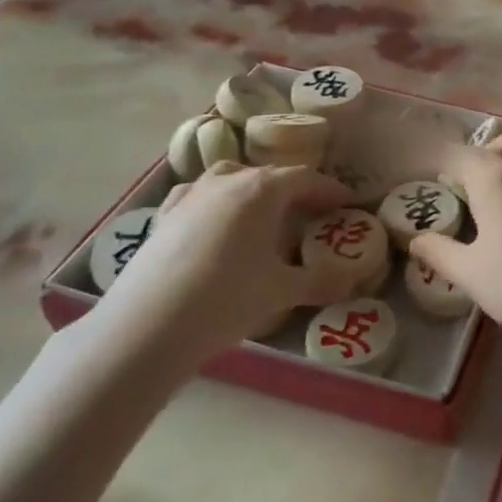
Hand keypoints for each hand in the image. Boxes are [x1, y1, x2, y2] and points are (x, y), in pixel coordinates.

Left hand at [92, 165, 357, 374]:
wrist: (147, 326)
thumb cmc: (226, 299)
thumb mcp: (282, 291)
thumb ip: (322, 281)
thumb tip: (354, 279)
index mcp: (262, 189)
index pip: (306, 178)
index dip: (329, 190)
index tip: (346, 203)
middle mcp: (227, 180)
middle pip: (269, 175)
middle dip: (293, 190)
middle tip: (310, 213)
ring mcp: (191, 195)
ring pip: (230, 178)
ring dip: (252, 191)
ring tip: (262, 215)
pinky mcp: (164, 216)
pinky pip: (198, 197)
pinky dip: (215, 203)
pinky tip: (214, 222)